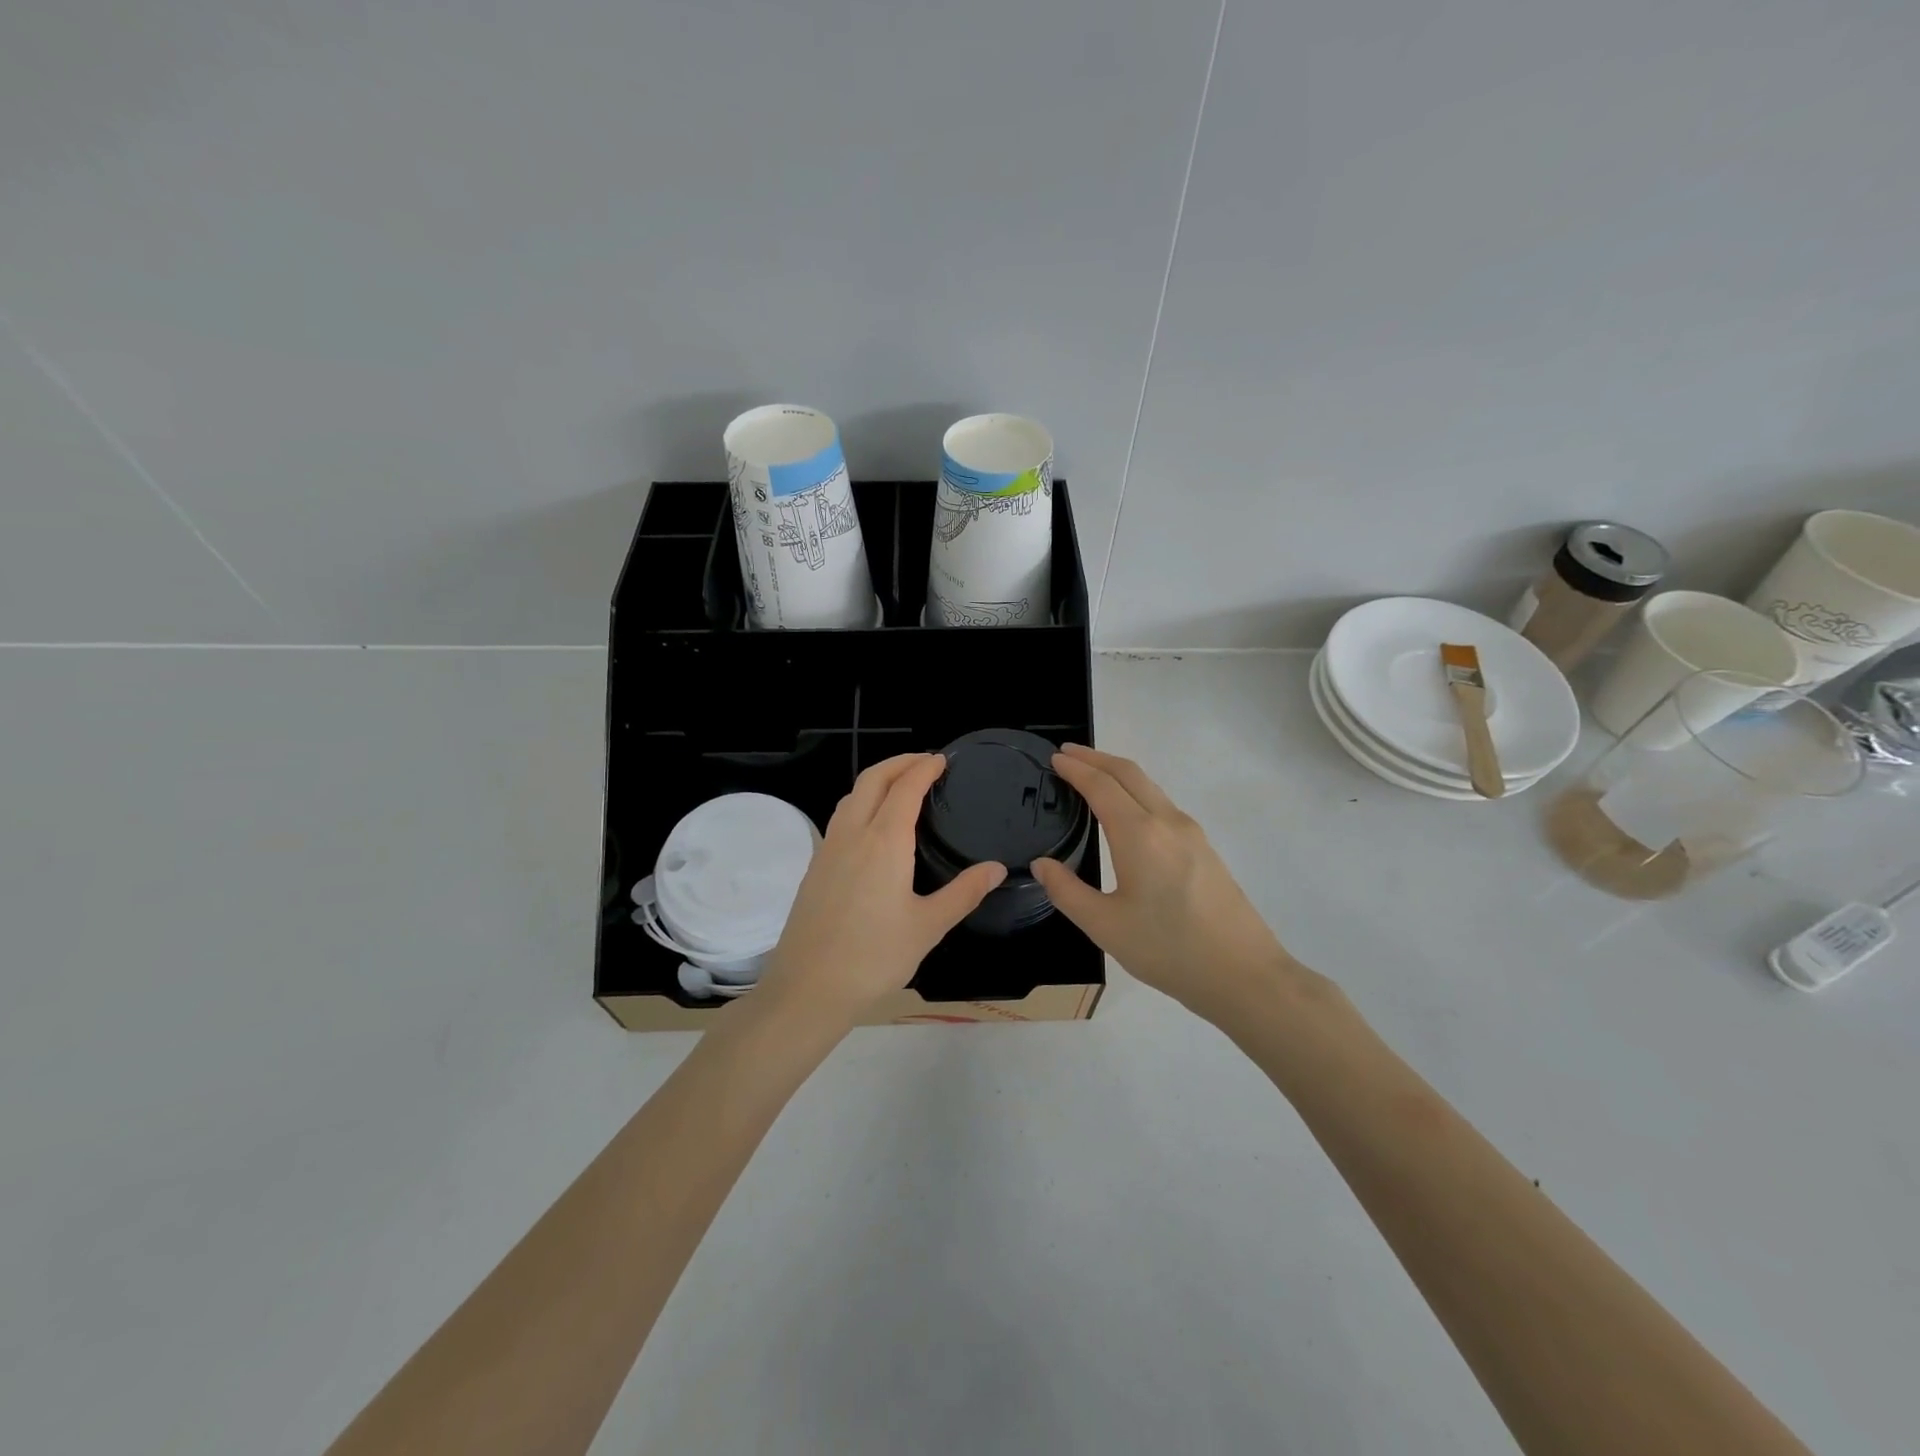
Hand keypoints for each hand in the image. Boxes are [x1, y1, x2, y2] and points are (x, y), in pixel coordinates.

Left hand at [756, 753, 1006, 1020]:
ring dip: (876, 780)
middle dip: (898, 762)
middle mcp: (852, 834)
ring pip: (851, 796)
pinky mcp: (814, 867)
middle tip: (924, 762)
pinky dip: (861, 803)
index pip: (905, 788)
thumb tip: (996, 868)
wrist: (809, 988)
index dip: (923, 768)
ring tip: (900, 787)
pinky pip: (840, 818)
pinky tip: (872, 827)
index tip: (941, 760)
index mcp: (884, 842)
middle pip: (872, 779)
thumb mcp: (928, 927)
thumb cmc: (874, 957)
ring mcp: (828, 849)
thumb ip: (964, 893)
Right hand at [1031, 745, 1307, 1020]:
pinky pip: (1163, 804)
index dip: (1075, 769)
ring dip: (1118, 773)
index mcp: (1139, 834)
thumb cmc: (1168, 950)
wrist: (1243, 974)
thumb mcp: (1105, 926)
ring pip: (1150, 787)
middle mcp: (1167, 822)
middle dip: (1096, 758)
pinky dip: (1136, 793)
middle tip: (1067, 755)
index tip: (1054, 759)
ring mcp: (1191, 833)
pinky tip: (1126, 813)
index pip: (1101, 785)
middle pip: (1129, 773)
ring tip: (1092, 777)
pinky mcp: (1204, 848)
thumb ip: (1067, 892)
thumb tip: (1042, 865)